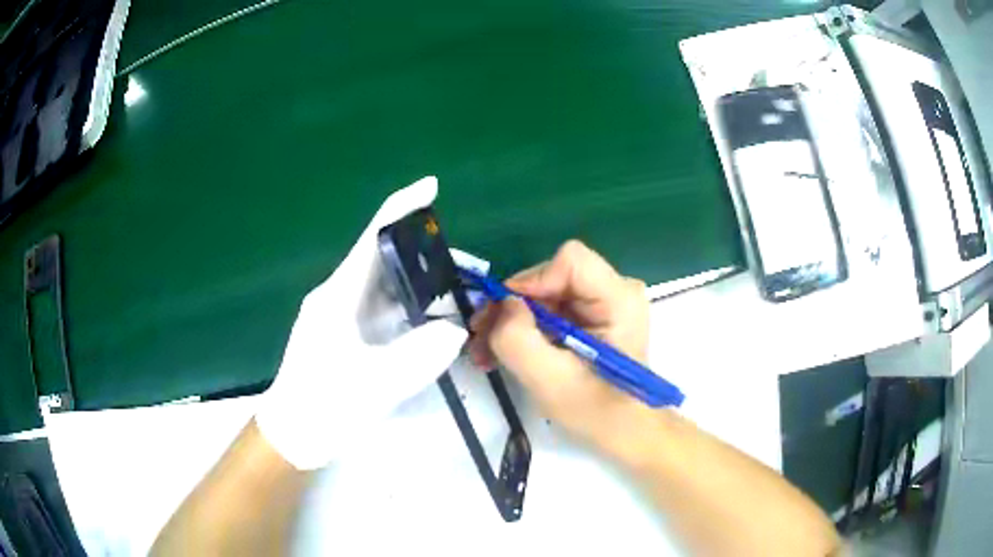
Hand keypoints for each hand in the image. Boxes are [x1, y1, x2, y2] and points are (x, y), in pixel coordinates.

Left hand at [256, 177, 467, 469]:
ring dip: (419, 282)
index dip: (401, 208)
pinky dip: (409, 306)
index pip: (372, 238)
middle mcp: (338, 296)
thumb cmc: (325, 406)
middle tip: (465, 263)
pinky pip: (382, 308)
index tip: (431, 186)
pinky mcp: (346, 333)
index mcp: (338, 296)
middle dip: (423, 252)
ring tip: (457, 290)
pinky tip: (432, 317)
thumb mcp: (376, 383)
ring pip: (385, 285)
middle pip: (383, 258)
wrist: (294, 434)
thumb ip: (420, 354)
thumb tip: (455, 329)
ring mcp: (341, 314)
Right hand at [469, 240, 650, 447]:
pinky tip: (503, 352)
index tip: (507, 317)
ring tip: (486, 353)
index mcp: (619, 299)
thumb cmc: (596, 411)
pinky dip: (523, 328)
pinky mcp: (590, 314)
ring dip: (510, 321)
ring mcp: (602, 301)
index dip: (533, 282)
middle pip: (551, 277)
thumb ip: (519, 339)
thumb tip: (503, 304)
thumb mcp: (550, 381)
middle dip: (512, 307)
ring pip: (543, 293)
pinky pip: (548, 307)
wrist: (621, 431)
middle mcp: (614, 289)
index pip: (571, 261)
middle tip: (482, 340)